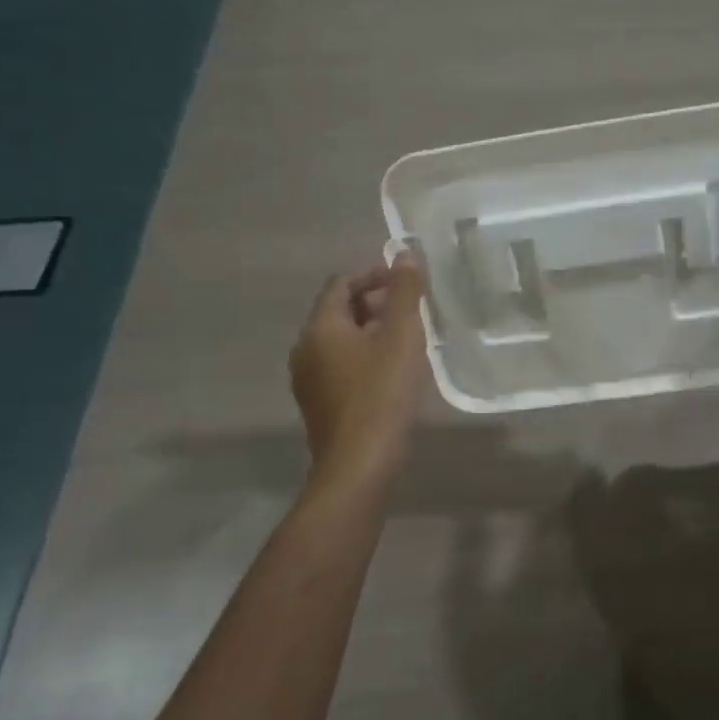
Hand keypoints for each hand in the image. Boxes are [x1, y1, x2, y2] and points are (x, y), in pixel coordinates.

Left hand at [289, 252, 429, 480]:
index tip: (405, 279)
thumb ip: (405, 292)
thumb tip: (405, 254)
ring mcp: (308, 379)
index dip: (374, 274)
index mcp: (320, 327)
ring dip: (372, 330)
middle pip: (339, 310)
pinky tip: (393, 370)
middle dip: (375, 302)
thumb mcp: (402, 336)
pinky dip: (365, 355)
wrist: (360, 465)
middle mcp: (305, 348)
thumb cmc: (382, 394)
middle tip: (413, 308)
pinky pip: (340, 364)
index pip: (342, 283)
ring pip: (341, 340)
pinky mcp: (319, 403)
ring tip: (409, 337)